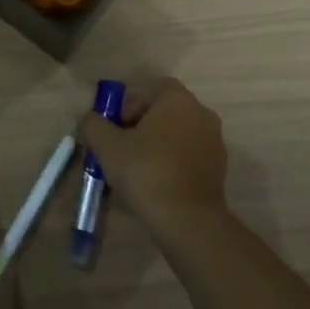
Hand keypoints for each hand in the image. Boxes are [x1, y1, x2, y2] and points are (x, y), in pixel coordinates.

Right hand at [76, 79, 228, 236]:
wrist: (187, 219)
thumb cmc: (146, 171)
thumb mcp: (107, 145)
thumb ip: (93, 124)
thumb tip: (90, 120)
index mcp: (178, 99)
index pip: (149, 89)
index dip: (128, 106)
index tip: (116, 130)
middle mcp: (201, 113)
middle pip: (163, 112)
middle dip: (140, 127)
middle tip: (121, 151)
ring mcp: (214, 142)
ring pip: (176, 136)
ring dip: (156, 147)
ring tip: (136, 172)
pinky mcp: (219, 169)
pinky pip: (188, 157)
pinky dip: (171, 165)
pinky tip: (155, 187)